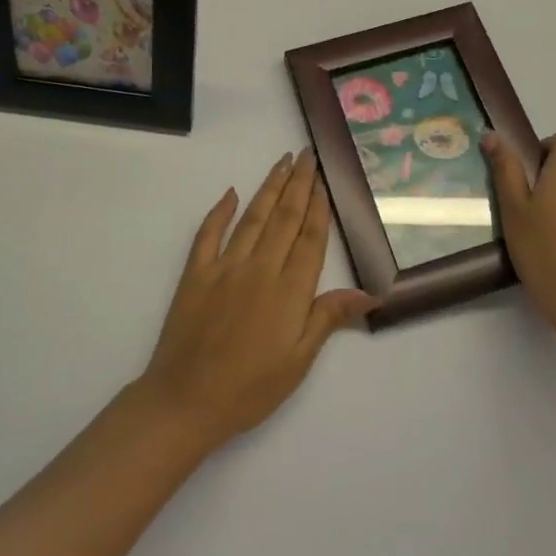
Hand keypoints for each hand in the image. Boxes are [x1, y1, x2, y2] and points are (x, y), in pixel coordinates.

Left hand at [136, 150, 373, 451]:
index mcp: (289, 291)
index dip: (318, 206)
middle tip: (307, 154)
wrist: (186, 401)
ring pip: (253, 217)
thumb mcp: (298, 361)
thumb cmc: (250, 389)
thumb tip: (369, 292)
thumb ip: (328, 318)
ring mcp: (225, 266)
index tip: (324, 178)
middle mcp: (259, 268)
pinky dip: (220, 211)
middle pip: (284, 217)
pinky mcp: (196, 273)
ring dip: (269, 187)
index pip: (309, 238)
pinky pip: (208, 233)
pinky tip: (231, 193)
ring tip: (282, 161)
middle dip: (298, 183)